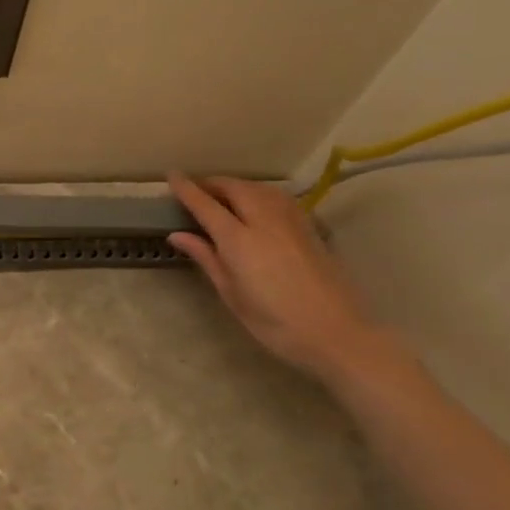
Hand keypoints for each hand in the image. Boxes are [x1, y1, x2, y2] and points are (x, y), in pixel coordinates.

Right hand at [166, 174, 390, 380]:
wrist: (337, 334)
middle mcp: (265, 222)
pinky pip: (279, 198)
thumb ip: (206, 258)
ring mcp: (291, 222)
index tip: (172, 175)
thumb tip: (177, 235)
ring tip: (223, 195)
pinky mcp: (310, 228)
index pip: (206, 204)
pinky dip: (260, 193)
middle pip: (235, 188)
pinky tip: (257, 204)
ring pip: (259, 188)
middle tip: (196, 189)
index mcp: (239, 240)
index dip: (187, 189)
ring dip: (237, 186)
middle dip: (213, 183)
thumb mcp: (231, 294)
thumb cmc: (274, 322)